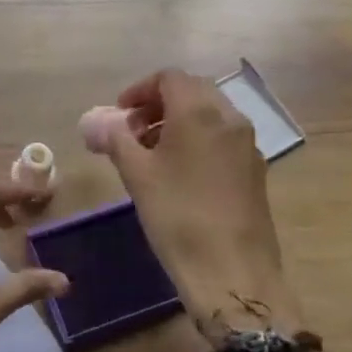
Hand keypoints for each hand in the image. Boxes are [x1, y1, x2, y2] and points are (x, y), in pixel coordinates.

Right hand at [101, 69, 303, 341]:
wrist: (233, 272)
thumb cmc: (178, 216)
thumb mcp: (137, 175)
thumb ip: (115, 140)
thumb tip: (96, 123)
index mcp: (200, 112)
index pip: (169, 78)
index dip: (140, 90)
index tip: (119, 114)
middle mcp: (229, 119)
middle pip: (192, 91)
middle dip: (159, 104)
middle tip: (132, 130)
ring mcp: (247, 145)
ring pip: (210, 115)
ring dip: (178, 122)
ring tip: (151, 153)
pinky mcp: (255, 170)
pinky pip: (222, 138)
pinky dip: (198, 140)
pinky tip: (178, 173)